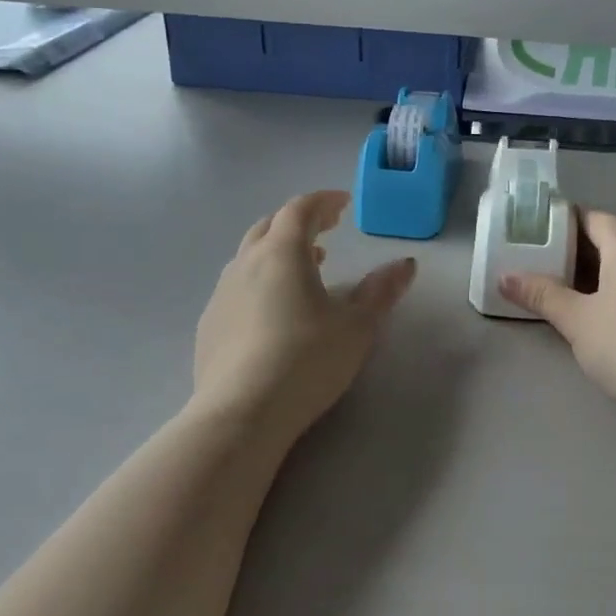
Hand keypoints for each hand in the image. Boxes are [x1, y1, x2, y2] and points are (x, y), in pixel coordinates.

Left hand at [192, 191, 416, 442]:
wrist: (242, 413)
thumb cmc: (307, 360)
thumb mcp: (357, 326)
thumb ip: (381, 290)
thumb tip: (406, 263)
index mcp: (282, 253)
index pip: (300, 210)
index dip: (323, 201)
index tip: (344, 204)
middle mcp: (246, 264)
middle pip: (270, 226)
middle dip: (299, 222)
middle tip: (326, 229)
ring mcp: (221, 295)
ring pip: (249, 257)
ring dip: (278, 252)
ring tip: (307, 268)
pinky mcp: (209, 326)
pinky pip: (237, 288)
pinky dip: (260, 282)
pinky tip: (274, 310)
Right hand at [501, 209, 615, 415]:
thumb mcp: (576, 320)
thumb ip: (541, 294)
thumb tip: (504, 277)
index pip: (593, 218)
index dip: (563, 224)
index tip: (536, 237)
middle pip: (612, 239)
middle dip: (579, 250)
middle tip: (544, 266)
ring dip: (601, 272)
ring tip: (569, 292)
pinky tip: (605, 315)